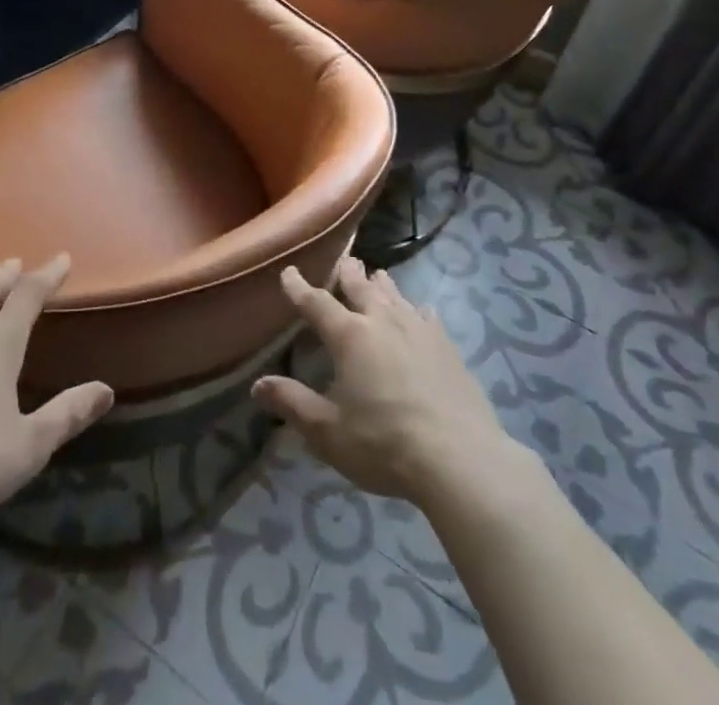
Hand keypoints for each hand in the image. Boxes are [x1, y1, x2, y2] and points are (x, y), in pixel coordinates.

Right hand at [252, 258, 516, 503]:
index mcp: (350, 336)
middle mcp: (382, 321)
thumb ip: (293, 404)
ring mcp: (419, 330)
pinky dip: (416, 309)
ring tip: (376, 275)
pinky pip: (427, 316)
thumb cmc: (384, 444)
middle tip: (343, 260)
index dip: (299, 288)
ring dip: (381, 284)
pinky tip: (420, 311)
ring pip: (395, 295)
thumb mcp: (328, 432)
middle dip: (347, 273)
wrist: (459, 458)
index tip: (289, 273)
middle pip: (360, 288)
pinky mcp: (447, 346)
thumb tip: (258, 384)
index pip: (317, 303)